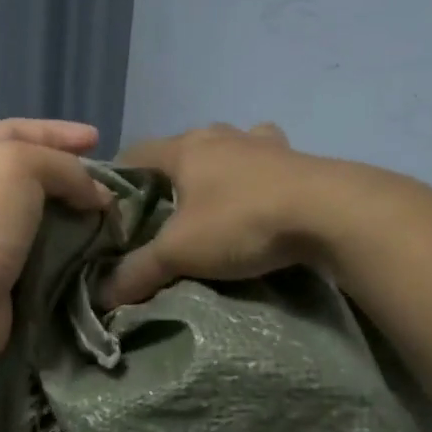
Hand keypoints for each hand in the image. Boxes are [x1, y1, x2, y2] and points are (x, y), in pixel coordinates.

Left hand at [0, 119, 113, 369]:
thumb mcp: (19, 166)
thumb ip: (64, 167)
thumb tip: (97, 195)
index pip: (17, 129)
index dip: (59, 132)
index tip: (98, 139)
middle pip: (27, 170)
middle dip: (68, 172)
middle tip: (105, 181)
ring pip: (35, 210)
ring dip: (71, 210)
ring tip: (105, 213)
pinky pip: (38, 246)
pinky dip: (65, 243)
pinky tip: (89, 244)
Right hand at [99, 123, 335, 307]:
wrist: (330, 213)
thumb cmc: (242, 222)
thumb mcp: (180, 253)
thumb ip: (138, 271)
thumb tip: (101, 295)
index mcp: (184, 149)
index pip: (134, 153)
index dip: (118, 178)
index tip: (112, 207)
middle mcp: (219, 135)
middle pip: (180, 149)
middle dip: (168, 176)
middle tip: (162, 212)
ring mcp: (261, 142)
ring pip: (226, 147)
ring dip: (216, 167)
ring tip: (212, 199)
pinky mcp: (296, 157)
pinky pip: (266, 158)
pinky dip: (257, 171)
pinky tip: (260, 191)